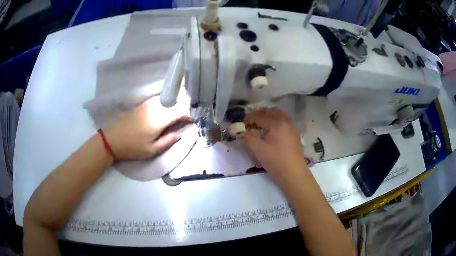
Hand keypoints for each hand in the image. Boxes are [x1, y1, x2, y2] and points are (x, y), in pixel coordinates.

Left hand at [104, 96, 191, 160]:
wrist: (112, 139)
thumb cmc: (132, 147)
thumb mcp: (151, 150)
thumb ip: (168, 141)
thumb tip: (179, 134)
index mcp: (158, 120)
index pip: (178, 111)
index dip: (188, 113)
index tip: (193, 119)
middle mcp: (154, 108)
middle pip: (174, 102)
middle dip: (184, 107)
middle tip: (189, 115)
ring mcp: (147, 105)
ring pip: (167, 100)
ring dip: (176, 104)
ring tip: (180, 112)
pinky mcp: (142, 105)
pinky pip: (159, 100)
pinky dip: (167, 103)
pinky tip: (167, 109)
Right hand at [244, 109, 306, 185]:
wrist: (294, 175)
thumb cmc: (276, 161)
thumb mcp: (258, 150)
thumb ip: (248, 137)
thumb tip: (243, 131)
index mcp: (277, 123)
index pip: (260, 116)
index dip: (249, 119)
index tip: (241, 124)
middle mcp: (286, 122)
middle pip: (271, 112)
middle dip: (259, 115)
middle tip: (249, 122)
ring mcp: (292, 128)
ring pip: (279, 115)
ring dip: (268, 116)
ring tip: (260, 124)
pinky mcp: (294, 135)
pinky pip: (284, 122)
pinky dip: (276, 121)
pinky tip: (271, 130)